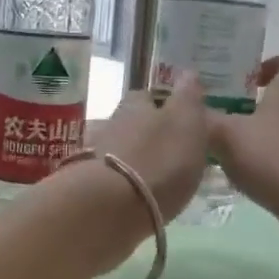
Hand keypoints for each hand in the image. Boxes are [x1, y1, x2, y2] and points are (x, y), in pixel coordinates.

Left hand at [83, 71, 210, 223]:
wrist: (112, 206)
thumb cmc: (159, 159)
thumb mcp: (186, 122)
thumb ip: (187, 98)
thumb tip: (188, 73)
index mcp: (136, 106)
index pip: (148, 96)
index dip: (164, 104)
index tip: (179, 118)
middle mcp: (113, 124)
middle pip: (132, 122)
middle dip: (148, 132)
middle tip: (170, 148)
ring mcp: (97, 156)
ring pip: (121, 149)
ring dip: (137, 157)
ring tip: (158, 174)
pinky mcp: (91, 187)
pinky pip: (112, 177)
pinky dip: (125, 181)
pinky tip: (139, 193)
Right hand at [208, 52, 278, 250]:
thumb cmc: (275, 155)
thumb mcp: (226, 135)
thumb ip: (204, 120)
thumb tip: (185, 108)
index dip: (273, 63)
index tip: (248, 78)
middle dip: (258, 105)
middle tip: (225, 115)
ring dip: (263, 138)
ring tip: (229, 151)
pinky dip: (272, 166)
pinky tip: (247, 179)